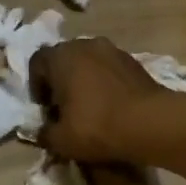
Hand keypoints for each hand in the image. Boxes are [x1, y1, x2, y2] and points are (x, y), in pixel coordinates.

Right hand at [28, 38, 167, 162]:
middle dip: (60, 81)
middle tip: (64, 107)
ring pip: (88, 62)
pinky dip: (105, 83)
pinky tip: (110, 105)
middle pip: (64, 59)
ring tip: (89, 107)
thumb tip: (42, 132)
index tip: (44, 108)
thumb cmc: (96, 126)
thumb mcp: (60, 140)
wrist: (149, 122)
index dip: (36, 86)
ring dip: (84, 80)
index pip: (37, 63)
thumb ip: (44, 133)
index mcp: (61, 57)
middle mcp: (85, 45)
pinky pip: (109, 69)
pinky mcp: (134, 61)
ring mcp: (112, 50)